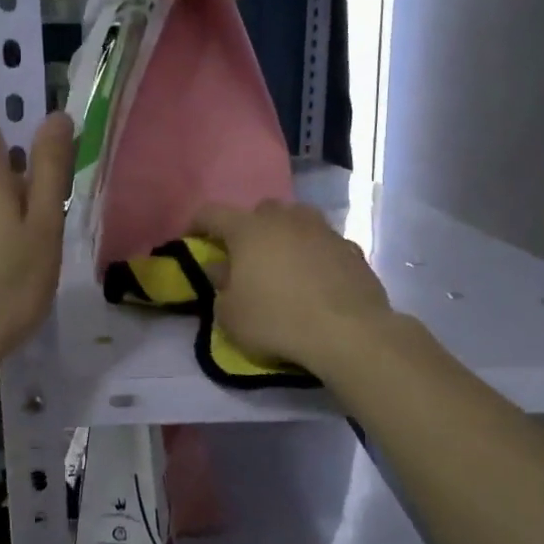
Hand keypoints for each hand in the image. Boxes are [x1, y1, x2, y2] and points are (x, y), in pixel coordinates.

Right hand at [192, 200, 395, 376]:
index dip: (198, 223)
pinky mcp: (351, 249)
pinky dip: (314, 255)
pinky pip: (324, 244)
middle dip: (249, 228)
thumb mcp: (231, 317)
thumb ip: (220, 289)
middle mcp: (286, 219)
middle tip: (245, 255)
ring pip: (297, 221)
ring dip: (286, 236)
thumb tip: (222, 270)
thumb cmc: (277, 321)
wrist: (348, 332)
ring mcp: (323, 230)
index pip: (212, 213)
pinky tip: (315, 279)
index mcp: (249, 230)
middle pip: (260, 211)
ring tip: (282, 264)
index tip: (192, 237)